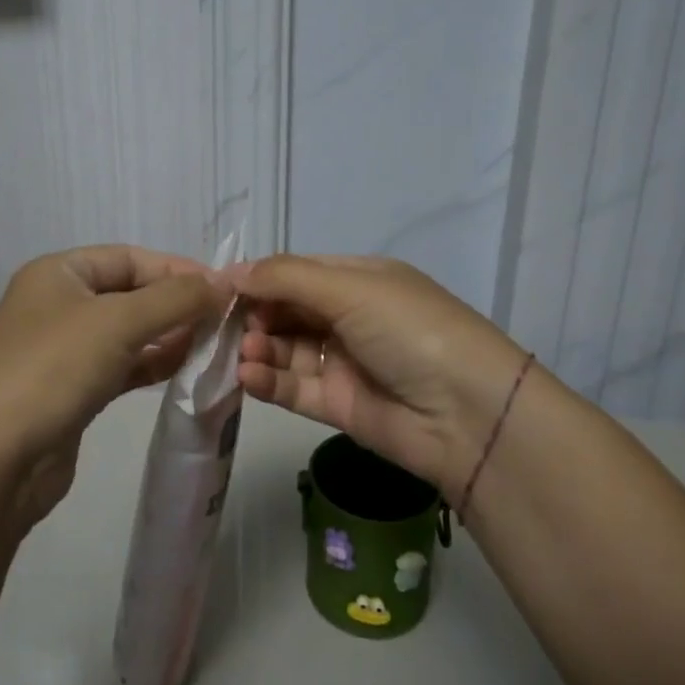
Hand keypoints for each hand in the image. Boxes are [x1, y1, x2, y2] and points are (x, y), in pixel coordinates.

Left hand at [0, 245, 229, 528]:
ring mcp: (62, 351)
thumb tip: (223, 284)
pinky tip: (185, 369)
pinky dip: (152, 364)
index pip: (129, 257)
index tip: (224, 288)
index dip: (177, 269)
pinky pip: (121, 366)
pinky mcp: (71, 391)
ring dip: (170, 335)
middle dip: (177, 304)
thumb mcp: (119, 321)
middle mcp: (58, 305)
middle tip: (226, 320)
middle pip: (130, 294)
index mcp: (58, 273)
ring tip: (214, 345)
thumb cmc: (53, 368)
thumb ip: (176, 298)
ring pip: (128, 333)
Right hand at [234, 255, 527, 500]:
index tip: (216, 288)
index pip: (296, 272)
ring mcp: (343, 362)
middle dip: (254, 315)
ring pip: (285, 350)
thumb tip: (229, 272)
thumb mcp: (350, 288)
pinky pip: (293, 387)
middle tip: (224, 325)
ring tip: (243, 352)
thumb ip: (286, 278)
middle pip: (286, 310)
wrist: (468, 413)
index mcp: (359, 279)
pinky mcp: (338, 405)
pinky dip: (268, 380)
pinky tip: (248, 376)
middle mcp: (349, 316)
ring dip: (258, 348)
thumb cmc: (409, 329)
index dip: (258, 278)